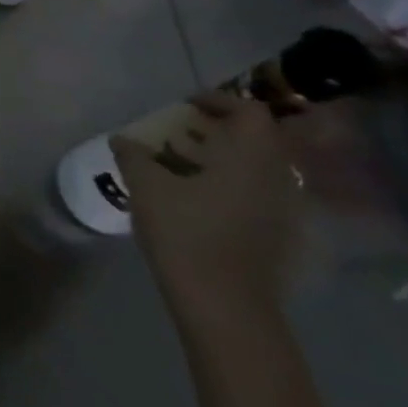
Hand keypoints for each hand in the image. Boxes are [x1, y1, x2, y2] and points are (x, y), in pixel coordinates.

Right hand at [112, 91, 301, 330]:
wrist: (226, 306)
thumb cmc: (187, 234)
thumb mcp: (146, 187)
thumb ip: (133, 156)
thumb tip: (123, 139)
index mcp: (251, 157)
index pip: (249, 111)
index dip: (218, 101)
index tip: (186, 106)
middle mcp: (277, 178)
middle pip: (256, 140)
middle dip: (219, 132)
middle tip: (181, 135)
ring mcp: (284, 211)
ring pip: (257, 170)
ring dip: (224, 161)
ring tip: (182, 169)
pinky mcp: (281, 238)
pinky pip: (257, 196)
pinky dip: (231, 187)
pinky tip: (198, 204)